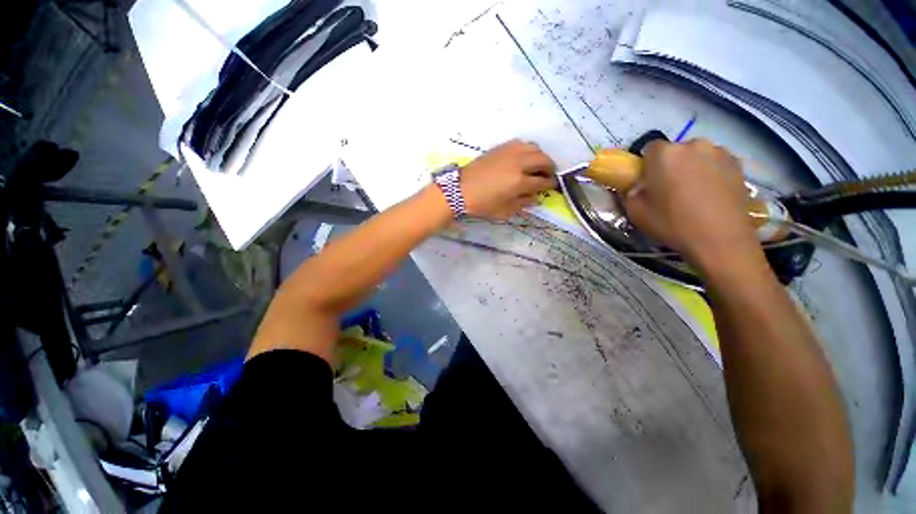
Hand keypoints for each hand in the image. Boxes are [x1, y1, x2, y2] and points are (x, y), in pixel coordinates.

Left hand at [460, 140, 556, 218]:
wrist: (460, 189)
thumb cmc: (482, 204)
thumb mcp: (504, 211)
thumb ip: (523, 204)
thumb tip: (535, 198)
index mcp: (519, 182)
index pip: (542, 181)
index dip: (550, 184)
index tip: (552, 186)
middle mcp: (518, 163)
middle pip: (543, 160)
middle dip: (550, 168)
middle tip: (548, 175)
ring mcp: (510, 152)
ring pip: (534, 147)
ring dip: (540, 156)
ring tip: (538, 166)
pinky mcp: (501, 147)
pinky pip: (521, 143)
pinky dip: (528, 150)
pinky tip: (524, 158)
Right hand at [623, 139, 761, 271]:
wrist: (720, 239)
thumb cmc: (672, 224)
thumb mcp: (635, 212)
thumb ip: (630, 192)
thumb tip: (635, 186)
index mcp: (664, 154)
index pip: (648, 148)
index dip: (645, 165)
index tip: (646, 182)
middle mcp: (693, 144)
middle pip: (674, 151)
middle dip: (669, 165)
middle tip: (667, 189)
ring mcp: (719, 152)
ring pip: (696, 155)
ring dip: (690, 167)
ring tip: (692, 192)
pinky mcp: (738, 163)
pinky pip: (715, 162)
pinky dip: (710, 172)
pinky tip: (710, 194)